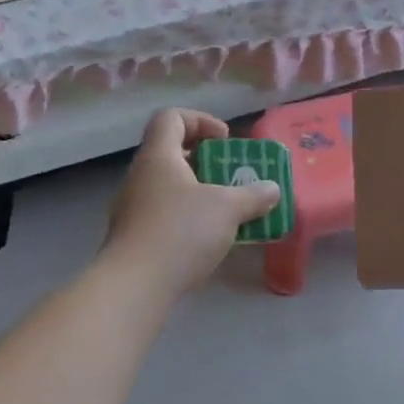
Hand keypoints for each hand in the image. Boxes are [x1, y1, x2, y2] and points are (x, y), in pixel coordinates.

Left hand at [104, 109, 279, 295]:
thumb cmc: (181, 232)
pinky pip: (163, 214)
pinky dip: (187, 217)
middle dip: (205, 160)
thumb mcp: (227, 209)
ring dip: (197, 191)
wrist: (134, 286)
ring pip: (168, 186)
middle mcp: (140, 176)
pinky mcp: (133, 237)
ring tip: (225, 210)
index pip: (171, 118)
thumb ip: (253, 195)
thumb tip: (272, 189)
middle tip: (229, 175)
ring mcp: (132, 208)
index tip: (224, 140)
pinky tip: (207, 239)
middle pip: (170, 152)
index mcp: (158, 156)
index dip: (200, 120)